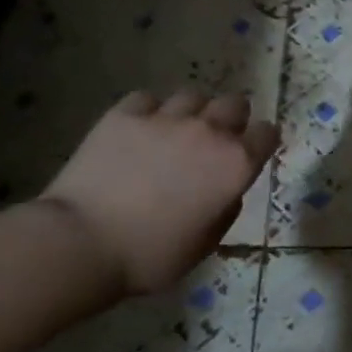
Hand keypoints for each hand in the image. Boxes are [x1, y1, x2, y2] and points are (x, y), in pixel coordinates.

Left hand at [41, 91, 277, 294]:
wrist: (84, 242)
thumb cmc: (152, 255)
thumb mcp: (207, 242)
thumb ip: (227, 206)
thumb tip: (226, 188)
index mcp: (236, 164)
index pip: (268, 133)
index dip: (262, 142)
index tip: (253, 152)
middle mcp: (209, 132)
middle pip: (235, 103)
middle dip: (232, 119)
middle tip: (216, 140)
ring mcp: (166, 118)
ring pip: (194, 96)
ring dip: (192, 112)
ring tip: (176, 131)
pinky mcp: (125, 114)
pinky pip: (148, 100)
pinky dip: (149, 112)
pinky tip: (139, 131)